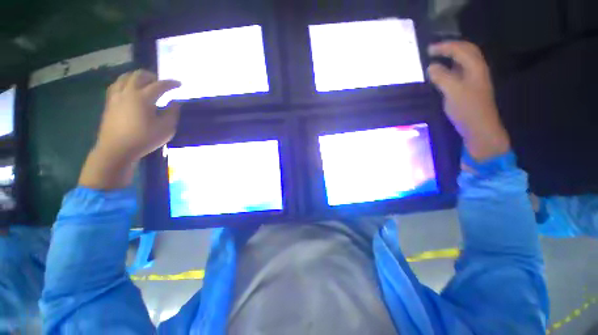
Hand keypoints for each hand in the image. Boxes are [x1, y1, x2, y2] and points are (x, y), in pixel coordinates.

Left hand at [79, 70, 180, 188]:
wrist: (117, 149)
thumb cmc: (144, 139)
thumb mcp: (166, 128)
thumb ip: (172, 113)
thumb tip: (175, 103)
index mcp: (143, 97)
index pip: (159, 85)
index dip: (171, 83)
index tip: (179, 84)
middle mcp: (128, 92)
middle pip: (139, 75)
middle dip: (152, 76)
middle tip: (160, 83)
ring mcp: (115, 96)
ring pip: (125, 77)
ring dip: (137, 77)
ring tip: (145, 83)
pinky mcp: (109, 103)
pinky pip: (116, 85)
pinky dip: (125, 83)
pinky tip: (129, 89)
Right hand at [427, 41, 510, 160]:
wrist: (479, 127)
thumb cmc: (468, 109)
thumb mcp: (453, 91)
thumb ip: (442, 77)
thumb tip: (431, 67)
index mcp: (475, 67)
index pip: (461, 49)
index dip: (445, 46)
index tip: (428, 49)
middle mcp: (477, 69)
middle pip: (465, 51)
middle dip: (449, 48)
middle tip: (432, 51)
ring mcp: (474, 79)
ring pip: (463, 61)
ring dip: (450, 57)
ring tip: (436, 58)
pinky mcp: (469, 88)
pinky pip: (459, 72)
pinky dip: (450, 68)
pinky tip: (441, 74)